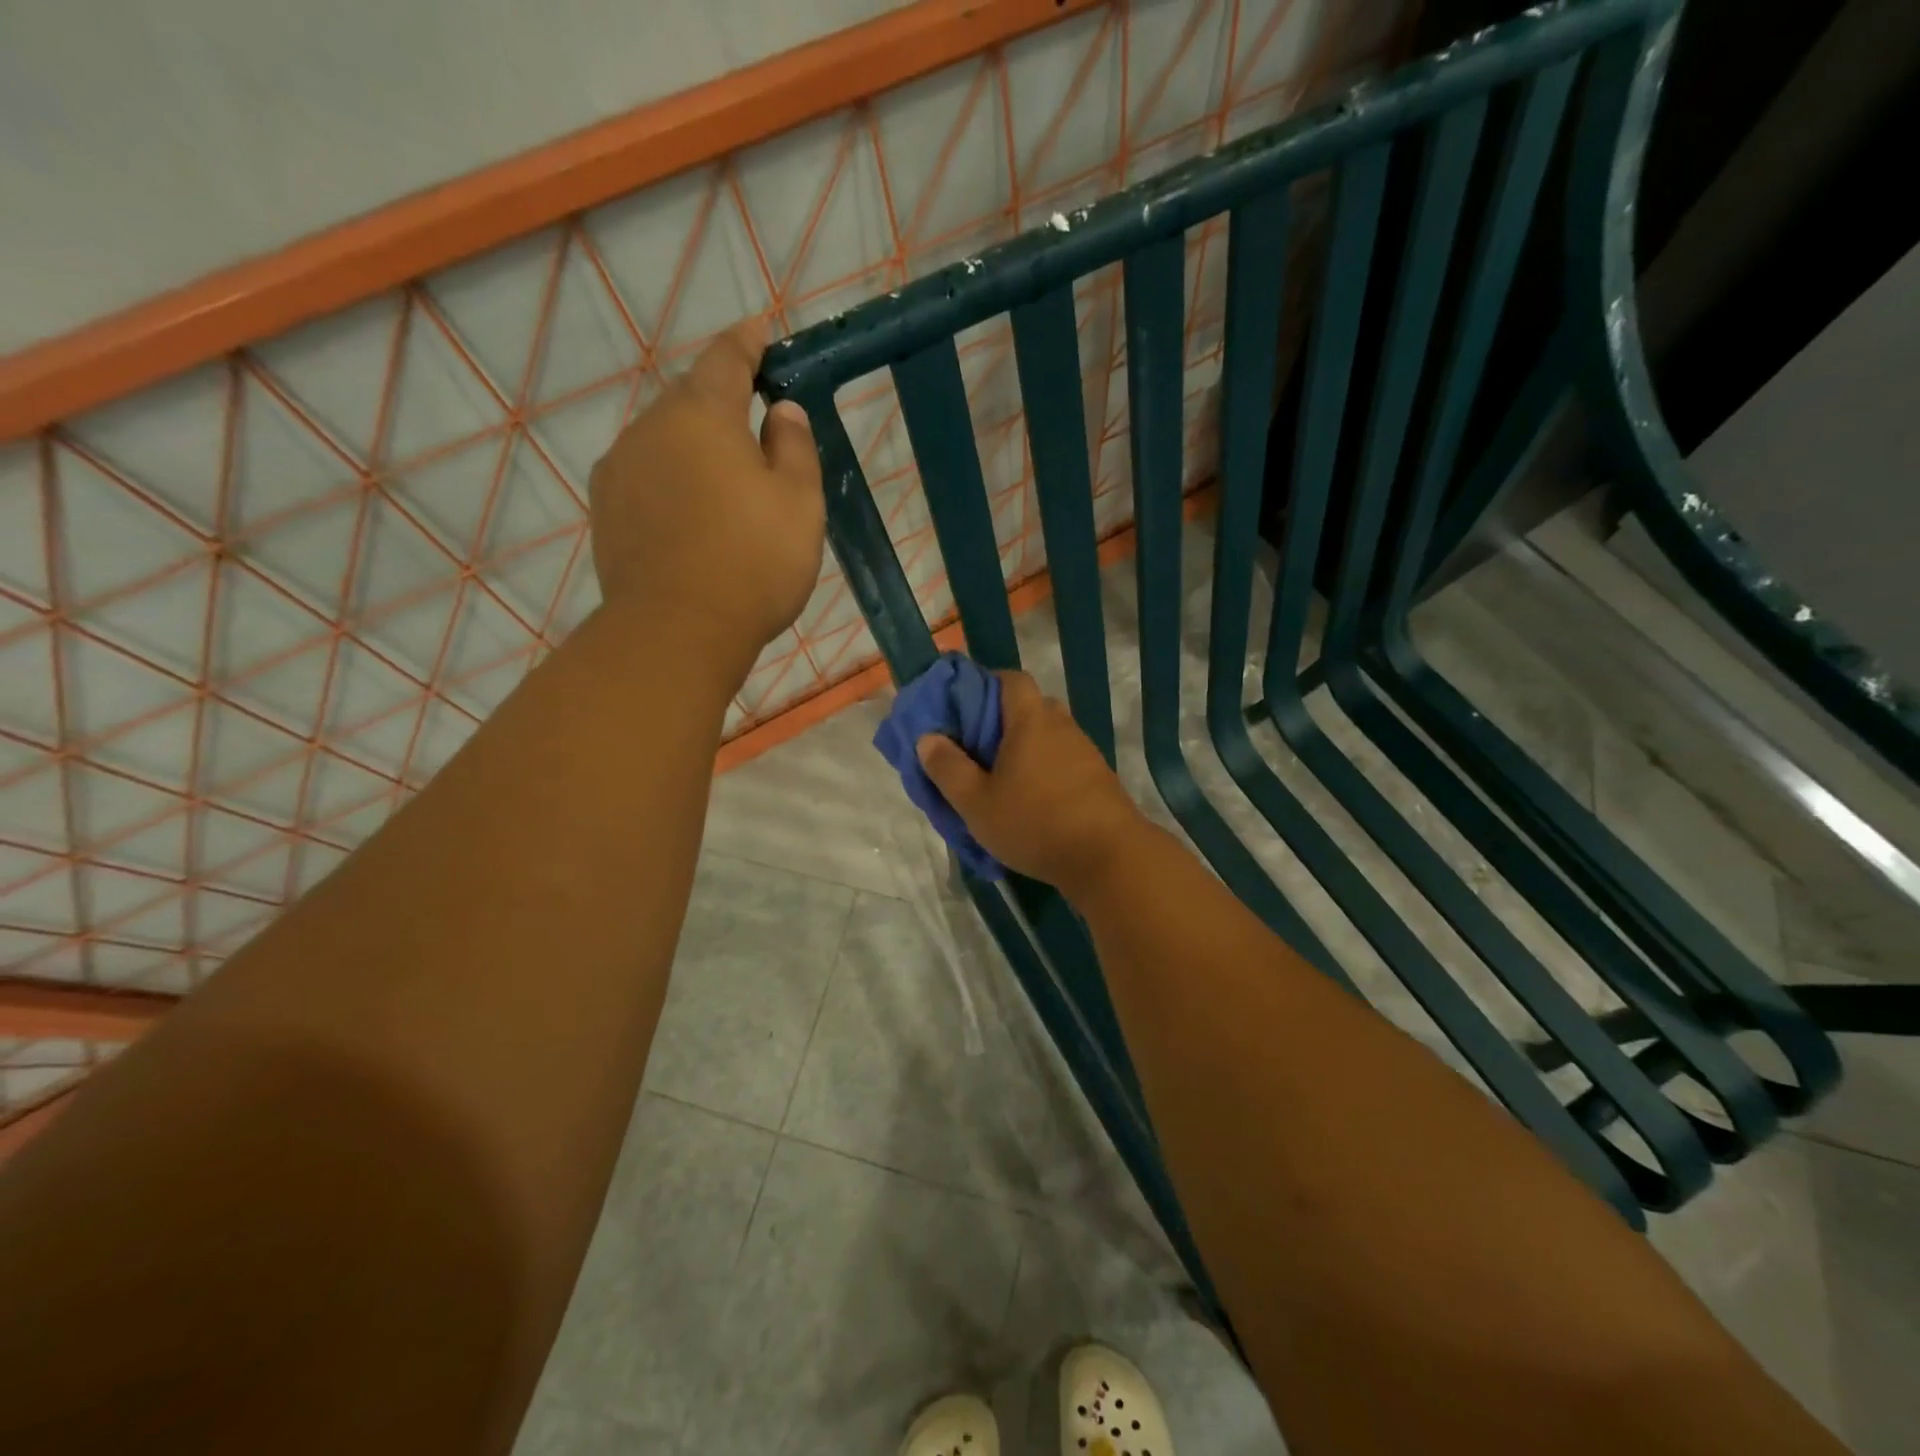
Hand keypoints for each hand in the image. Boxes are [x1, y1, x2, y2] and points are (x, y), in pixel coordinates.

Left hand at [588, 320, 824, 684]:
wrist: (676, 631)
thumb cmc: (753, 562)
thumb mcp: (799, 504)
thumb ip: (795, 448)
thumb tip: (782, 412)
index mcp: (702, 414)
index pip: (726, 358)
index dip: (747, 343)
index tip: (761, 333)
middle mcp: (651, 428)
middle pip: (690, 398)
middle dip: (722, 401)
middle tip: (756, 425)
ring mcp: (620, 469)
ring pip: (664, 439)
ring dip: (694, 445)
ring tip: (725, 479)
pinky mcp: (606, 510)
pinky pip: (646, 476)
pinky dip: (671, 479)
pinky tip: (691, 512)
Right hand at [916, 671, 1145, 893]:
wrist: (1109, 857)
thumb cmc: (1035, 823)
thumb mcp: (976, 802)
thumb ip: (948, 768)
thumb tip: (928, 738)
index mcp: (1031, 719)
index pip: (1011, 679)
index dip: (985, 685)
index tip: (963, 708)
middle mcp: (1061, 725)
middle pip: (1028, 708)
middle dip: (1000, 723)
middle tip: (975, 751)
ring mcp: (1084, 751)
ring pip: (1047, 737)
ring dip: (1024, 751)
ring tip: (1000, 781)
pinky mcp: (1098, 778)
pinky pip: (1063, 762)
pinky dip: (1044, 771)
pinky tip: (1031, 802)